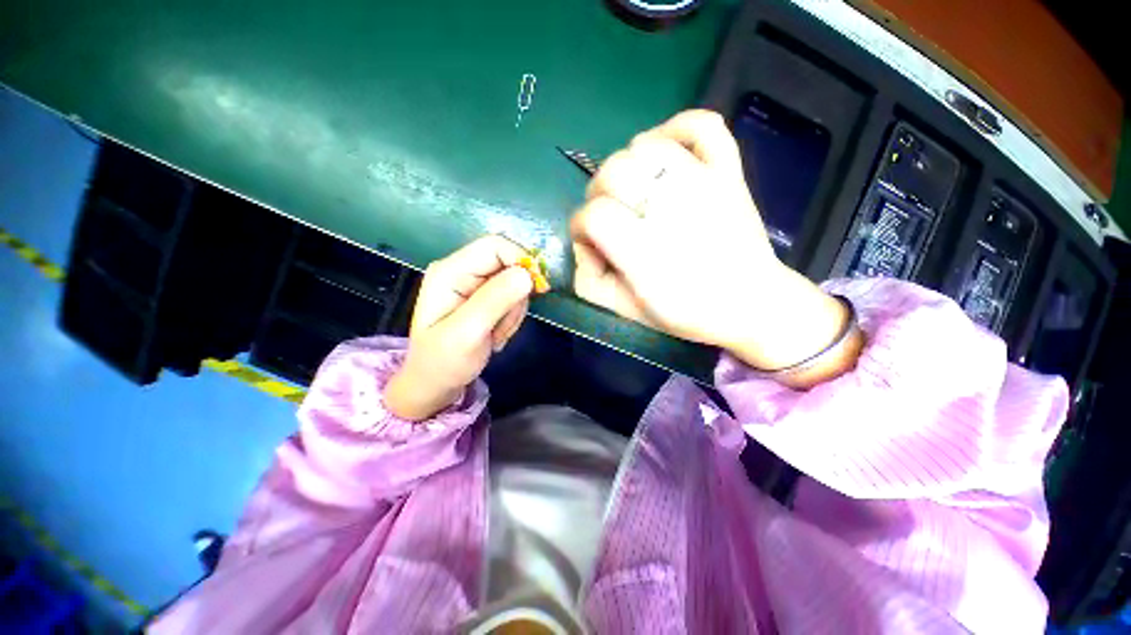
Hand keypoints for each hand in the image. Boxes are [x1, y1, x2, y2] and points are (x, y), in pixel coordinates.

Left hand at [385, 235, 533, 419]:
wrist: (435, 383)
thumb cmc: (443, 361)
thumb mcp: (467, 333)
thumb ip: (494, 301)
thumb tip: (527, 274)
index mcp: (450, 271)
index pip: (495, 246)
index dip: (521, 260)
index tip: (538, 288)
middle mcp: (462, 270)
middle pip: (508, 264)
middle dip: (516, 295)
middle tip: (505, 323)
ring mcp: (473, 283)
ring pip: (514, 282)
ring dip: (514, 310)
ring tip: (497, 333)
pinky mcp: (483, 296)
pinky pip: (512, 296)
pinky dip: (512, 316)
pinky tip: (497, 333)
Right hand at [570, 110, 851, 376]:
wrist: (752, 305)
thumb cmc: (687, 313)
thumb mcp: (626, 312)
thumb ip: (590, 281)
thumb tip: (584, 244)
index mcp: (645, 253)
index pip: (594, 215)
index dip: (580, 226)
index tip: (589, 239)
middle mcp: (672, 211)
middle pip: (613, 172)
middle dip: (598, 194)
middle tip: (610, 215)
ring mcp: (705, 185)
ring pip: (646, 146)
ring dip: (627, 165)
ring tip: (633, 189)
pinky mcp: (729, 173)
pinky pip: (703, 125)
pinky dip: (678, 127)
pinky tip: (665, 152)